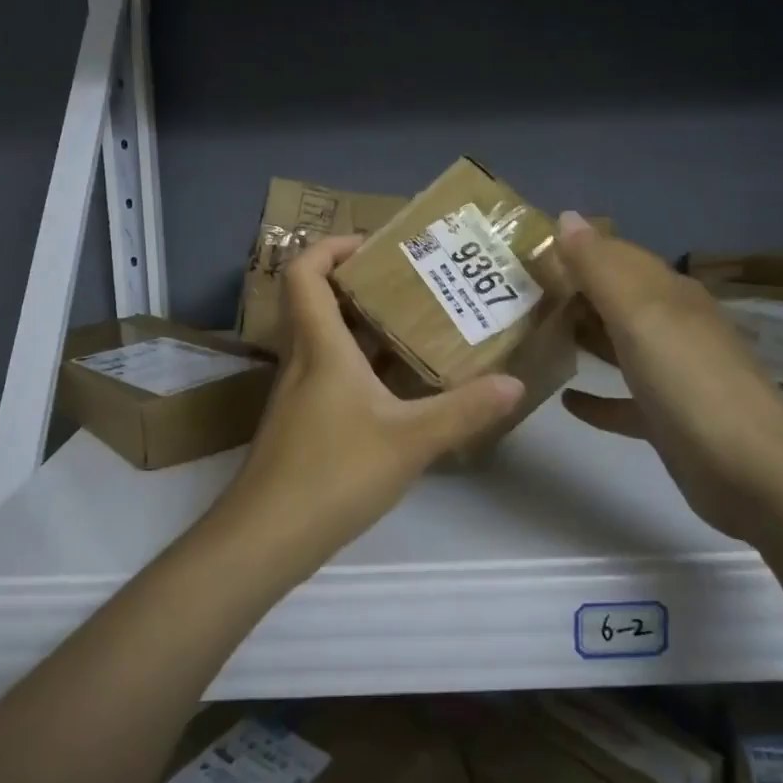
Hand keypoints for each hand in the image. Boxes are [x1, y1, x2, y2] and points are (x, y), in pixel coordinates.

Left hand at [206, 235, 524, 579]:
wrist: (267, 536)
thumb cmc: (334, 473)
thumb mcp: (410, 441)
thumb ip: (464, 411)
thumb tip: (515, 383)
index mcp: (320, 346)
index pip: (304, 271)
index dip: (330, 246)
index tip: (374, 246)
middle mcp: (301, 359)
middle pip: (316, 300)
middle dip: (360, 283)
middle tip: (410, 284)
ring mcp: (296, 393)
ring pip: (324, 340)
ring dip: (363, 327)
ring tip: (415, 328)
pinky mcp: (299, 423)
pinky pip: (328, 374)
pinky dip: (359, 366)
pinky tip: (396, 390)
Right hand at [556, 212, 782, 543]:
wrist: (752, 473)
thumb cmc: (689, 382)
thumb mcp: (640, 314)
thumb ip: (600, 267)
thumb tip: (567, 216)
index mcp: (669, 295)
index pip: (617, 256)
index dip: (576, 248)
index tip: (525, 250)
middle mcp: (672, 327)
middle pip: (616, 299)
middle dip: (571, 291)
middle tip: (515, 293)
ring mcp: (672, 375)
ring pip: (618, 345)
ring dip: (582, 336)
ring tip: (531, 333)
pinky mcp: (666, 421)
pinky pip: (622, 400)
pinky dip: (595, 397)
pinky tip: (564, 399)